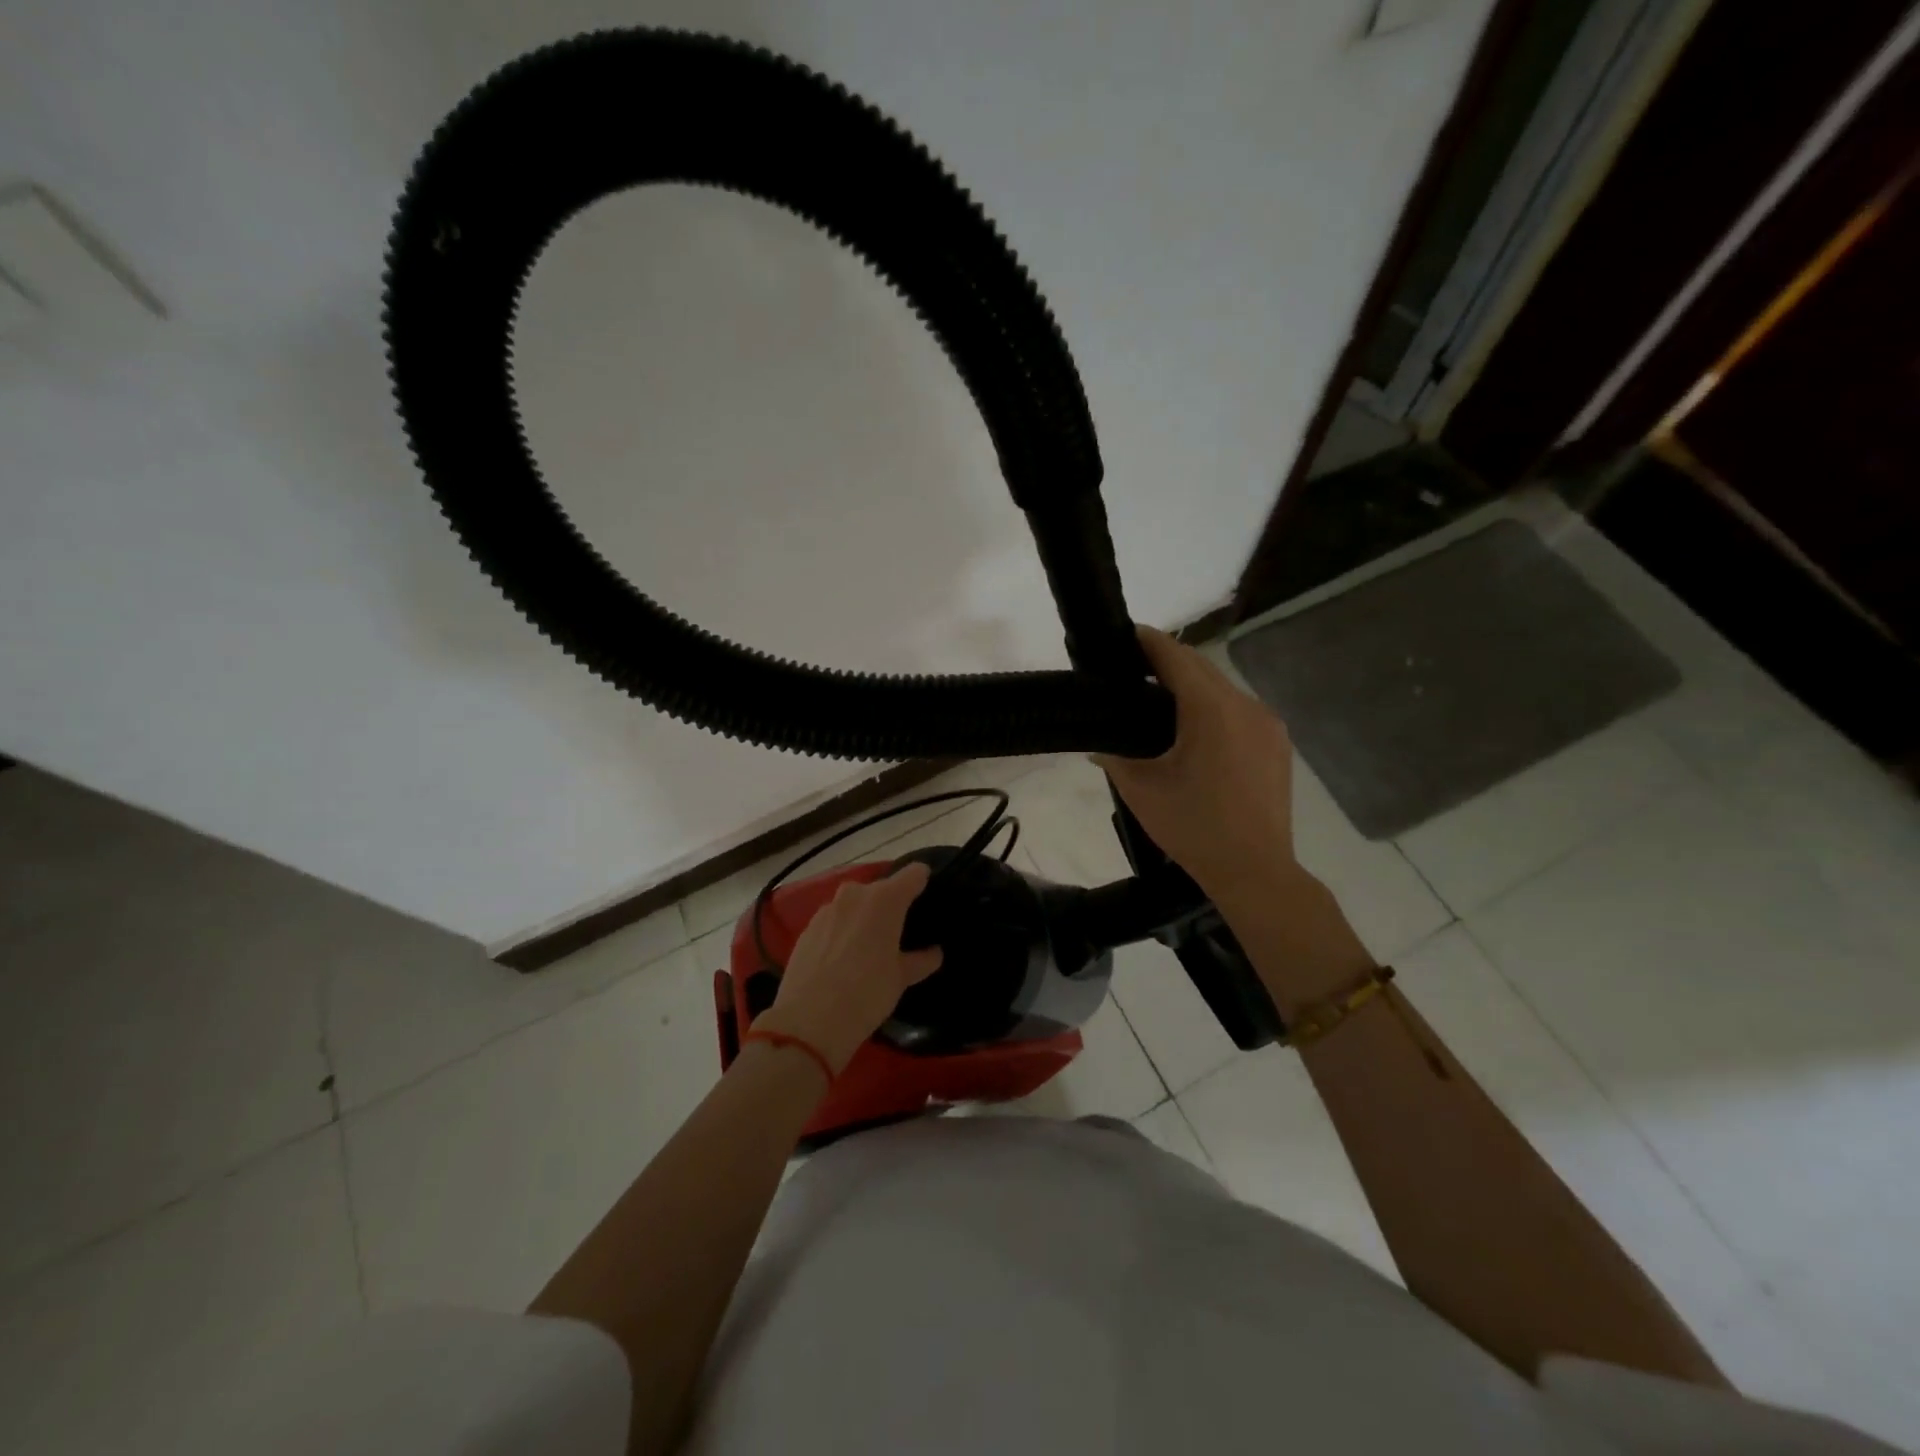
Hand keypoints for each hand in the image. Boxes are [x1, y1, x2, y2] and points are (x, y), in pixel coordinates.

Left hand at [753, 862, 943, 1073]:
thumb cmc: (866, 994)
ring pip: (855, 904)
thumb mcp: (900, 979)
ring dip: (864, 917)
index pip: (914, 874)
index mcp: (885, 899)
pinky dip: (843, 930)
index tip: (928, 896)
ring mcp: (827, 909)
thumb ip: (920, 960)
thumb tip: (934, 952)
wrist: (808, 1021)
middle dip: (892, 904)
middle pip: (881, 888)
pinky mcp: (807, 927)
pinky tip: (844, 957)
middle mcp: (855, 894)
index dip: (923, 881)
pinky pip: (834, 920)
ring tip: (870, 945)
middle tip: (900, 931)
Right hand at [1094, 626, 1297, 911]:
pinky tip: (1194, 730)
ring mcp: (1267, 724)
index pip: (1176, 658)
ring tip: (1158, 699)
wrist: (1256, 870)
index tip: (1125, 634)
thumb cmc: (1194, 828)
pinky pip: (1239, 710)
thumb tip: (1097, 745)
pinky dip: (1213, 706)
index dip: (1149, 642)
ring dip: (1192, 685)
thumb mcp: (1142, 790)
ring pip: (1222, 688)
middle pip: (1201, 668)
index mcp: (1212, 711)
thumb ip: (1115, 757)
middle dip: (1168, 662)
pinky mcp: (1277, 743)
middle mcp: (1245, 705)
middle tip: (1133, 668)